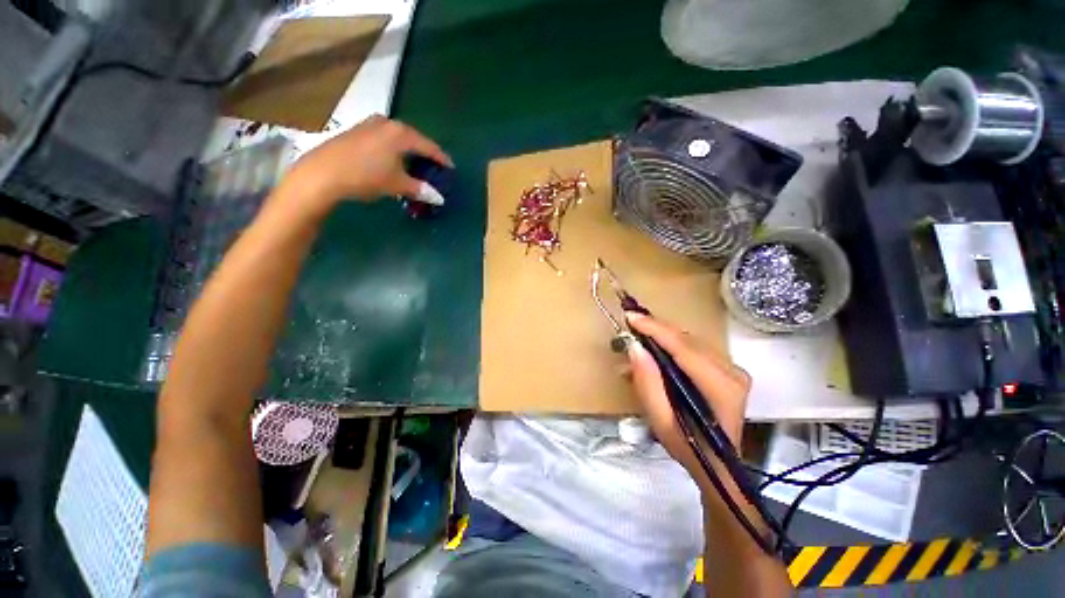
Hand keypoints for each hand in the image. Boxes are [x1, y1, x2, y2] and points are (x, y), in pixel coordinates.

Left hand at [282, 115, 451, 212]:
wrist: (322, 173)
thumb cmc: (366, 176)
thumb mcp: (397, 185)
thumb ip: (420, 189)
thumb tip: (439, 198)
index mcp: (401, 134)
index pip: (429, 146)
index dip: (441, 158)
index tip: (450, 168)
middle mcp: (387, 123)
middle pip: (413, 138)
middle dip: (425, 153)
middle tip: (433, 167)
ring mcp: (369, 124)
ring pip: (397, 137)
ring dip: (408, 150)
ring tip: (414, 164)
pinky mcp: (356, 131)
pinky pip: (384, 138)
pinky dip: (394, 149)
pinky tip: (392, 160)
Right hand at [626, 313, 750, 477]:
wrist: (718, 465)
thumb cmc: (689, 448)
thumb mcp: (661, 421)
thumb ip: (648, 383)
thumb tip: (634, 347)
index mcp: (721, 386)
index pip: (684, 347)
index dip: (655, 329)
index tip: (631, 316)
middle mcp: (732, 371)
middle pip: (687, 339)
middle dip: (655, 330)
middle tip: (629, 326)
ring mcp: (732, 368)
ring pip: (689, 340)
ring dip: (660, 337)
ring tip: (636, 341)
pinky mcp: (727, 368)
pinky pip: (693, 347)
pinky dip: (670, 345)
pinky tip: (652, 351)